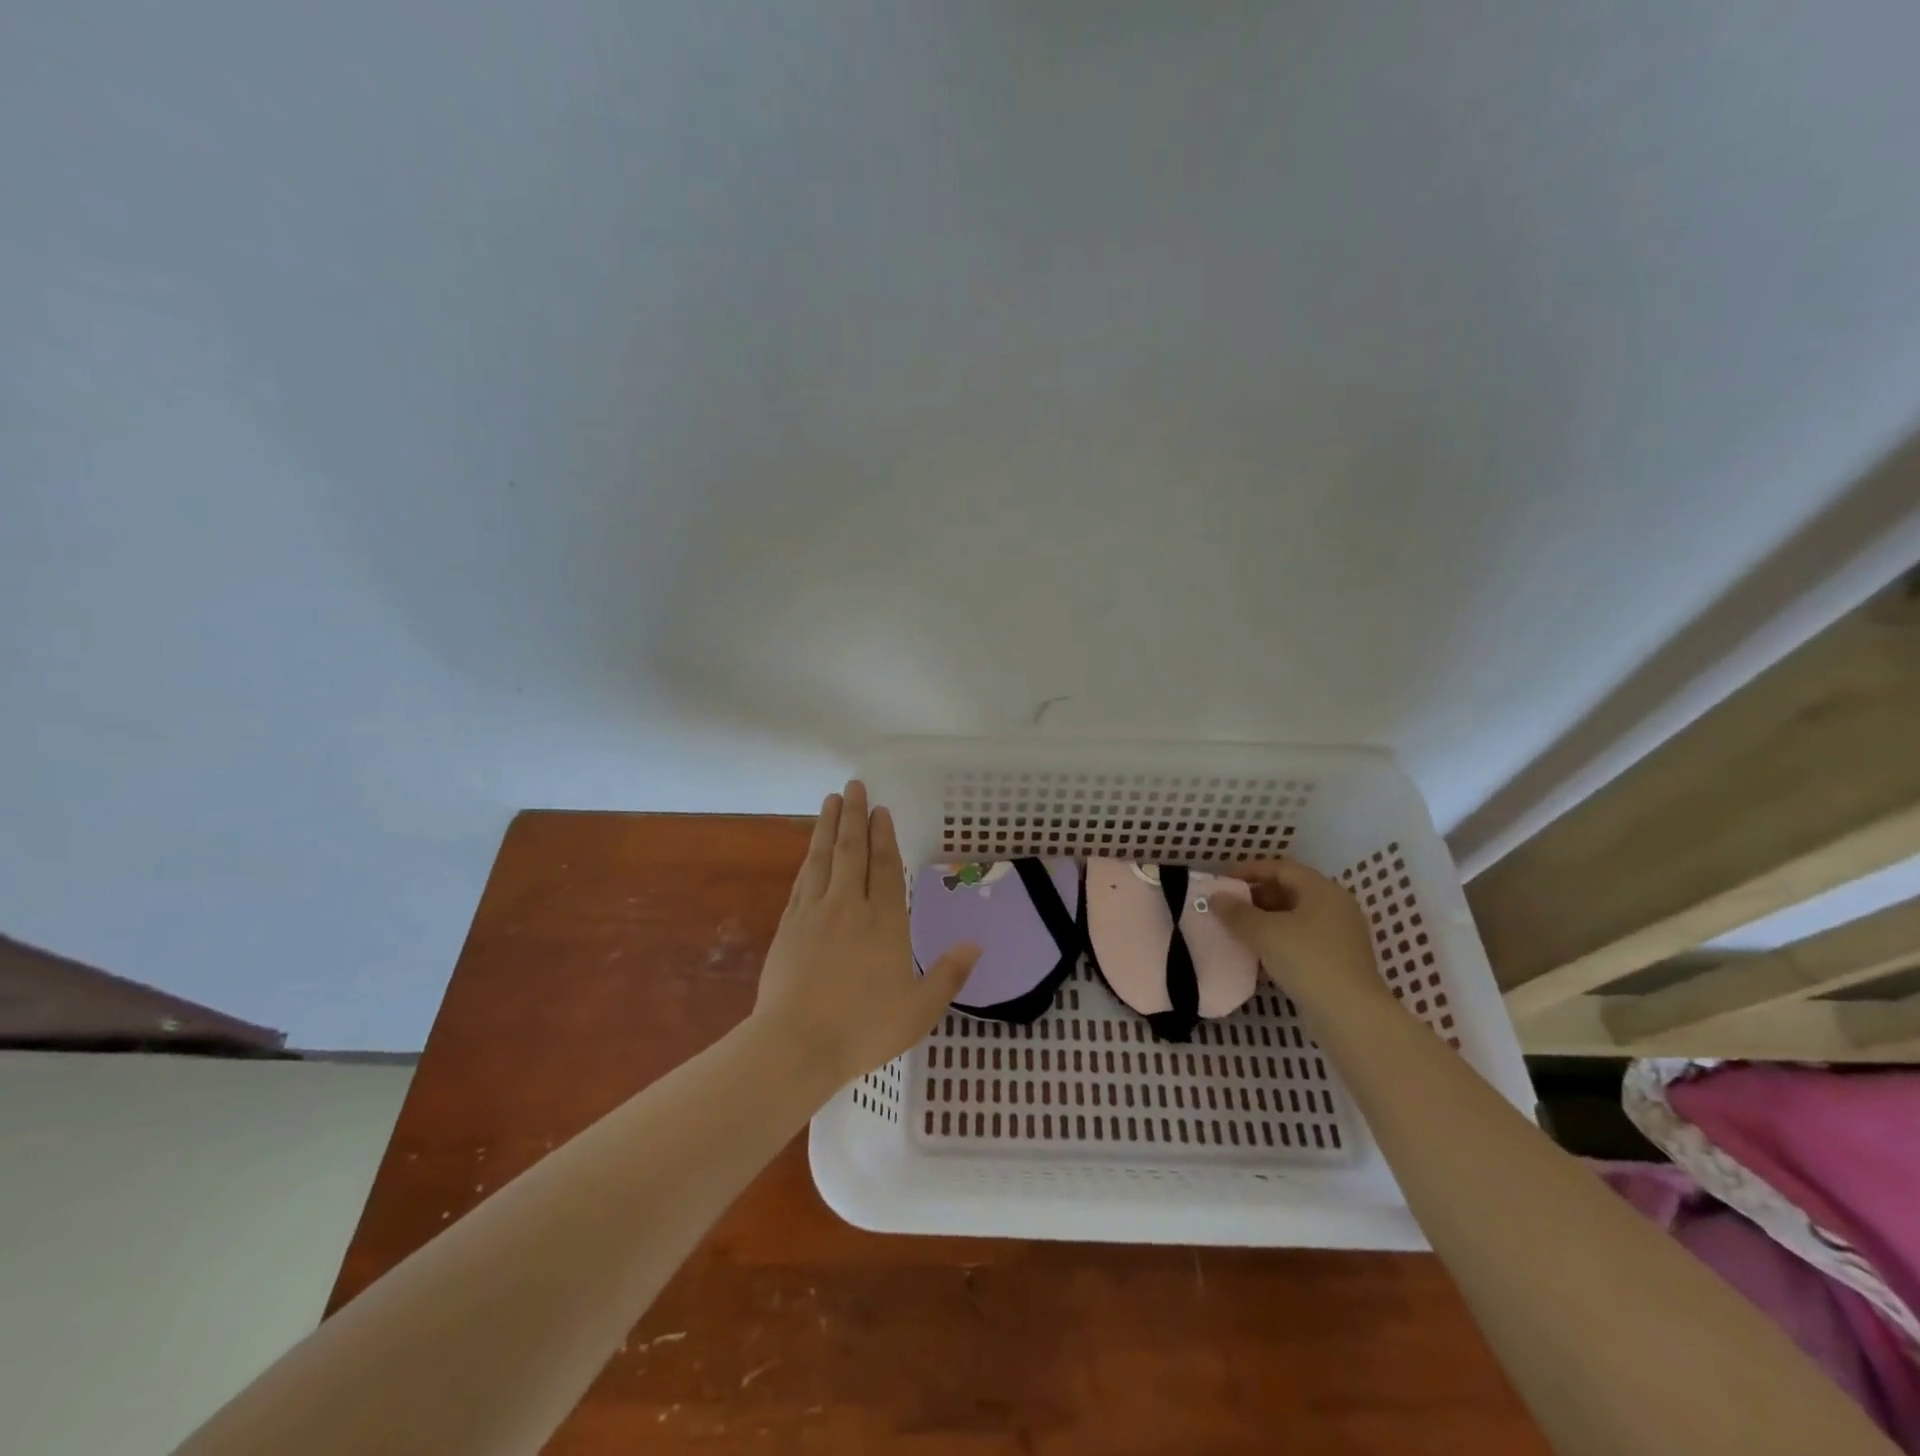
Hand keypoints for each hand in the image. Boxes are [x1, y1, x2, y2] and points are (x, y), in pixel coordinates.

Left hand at [752, 781, 980, 1084]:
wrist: (796, 1045)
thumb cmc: (863, 1029)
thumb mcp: (919, 1010)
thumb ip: (949, 975)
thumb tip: (976, 946)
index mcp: (884, 922)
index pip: (885, 868)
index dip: (884, 837)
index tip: (880, 810)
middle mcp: (849, 907)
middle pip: (852, 851)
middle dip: (854, 816)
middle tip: (854, 786)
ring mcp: (814, 913)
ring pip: (823, 858)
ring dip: (828, 827)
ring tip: (831, 800)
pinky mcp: (789, 926)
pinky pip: (803, 881)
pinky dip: (810, 859)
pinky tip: (812, 851)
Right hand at [1210, 859, 1389, 1009]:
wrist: (1350, 1016)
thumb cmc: (1307, 960)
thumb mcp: (1264, 932)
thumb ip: (1236, 912)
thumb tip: (1215, 897)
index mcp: (1322, 890)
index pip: (1281, 868)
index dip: (1249, 870)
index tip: (1222, 880)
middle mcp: (1335, 908)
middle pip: (1289, 891)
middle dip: (1255, 896)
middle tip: (1227, 906)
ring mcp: (1339, 936)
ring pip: (1294, 919)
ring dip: (1264, 921)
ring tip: (1236, 931)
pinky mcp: (1337, 962)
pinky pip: (1301, 941)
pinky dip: (1277, 942)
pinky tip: (1256, 957)